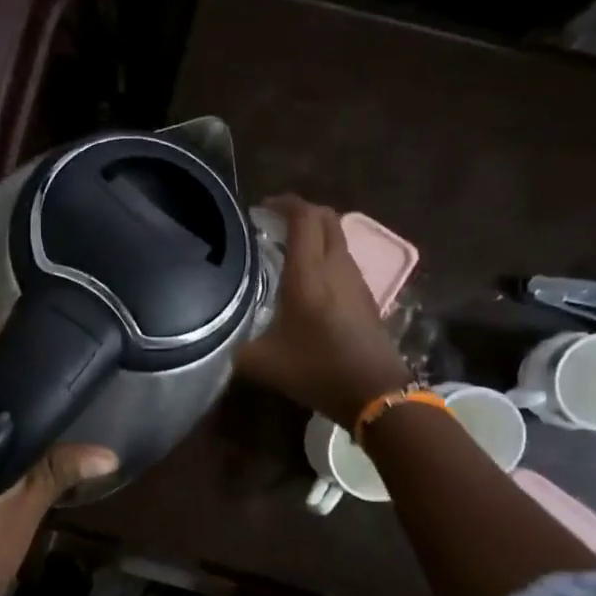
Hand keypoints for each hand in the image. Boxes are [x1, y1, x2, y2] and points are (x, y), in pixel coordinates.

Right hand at [239, 195, 412, 425]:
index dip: (284, 203)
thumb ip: (236, 343)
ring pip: (337, 237)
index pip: (303, 217)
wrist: (374, 393)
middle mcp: (335, 266)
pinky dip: (324, 254)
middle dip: (300, 212)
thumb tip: (221, 336)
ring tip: (285, 251)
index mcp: (308, 273)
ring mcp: (355, 279)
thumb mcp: (261, 362)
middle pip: (325, 218)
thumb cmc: (316, 370)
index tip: (261, 208)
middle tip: (272, 224)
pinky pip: (343, 258)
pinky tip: (307, 280)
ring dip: (314, 234)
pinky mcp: (366, 295)